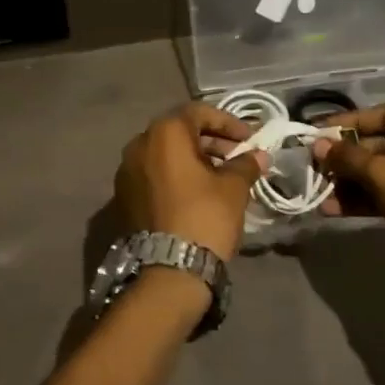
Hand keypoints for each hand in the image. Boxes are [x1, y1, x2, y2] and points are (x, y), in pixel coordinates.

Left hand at [114, 104, 267, 263]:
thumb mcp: (233, 188)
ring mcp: (127, 171)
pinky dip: (177, 175)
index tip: (248, 139)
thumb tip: (259, 155)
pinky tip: (199, 192)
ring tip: (221, 175)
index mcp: (164, 133)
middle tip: (237, 156)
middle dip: (211, 141)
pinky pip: (154, 173)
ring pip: (165, 153)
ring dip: (194, 158)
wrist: (168, 271)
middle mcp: (139, 144)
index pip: (198, 112)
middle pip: (179, 131)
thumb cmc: (204, 217)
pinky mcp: (124, 196)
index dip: (228, 122)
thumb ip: (245, 164)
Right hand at [313, 105, 384, 266]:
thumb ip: (348, 158)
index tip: (317, 133)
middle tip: (314, 168)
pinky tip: (332, 210)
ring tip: (319, 194)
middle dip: (344, 159)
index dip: (346, 123)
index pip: (379, 114)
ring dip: (349, 182)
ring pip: (378, 171)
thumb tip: (317, 145)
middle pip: (376, 144)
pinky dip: (362, 199)